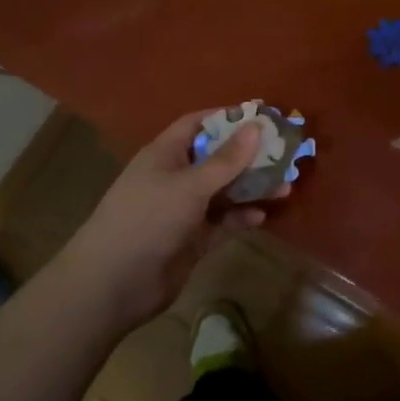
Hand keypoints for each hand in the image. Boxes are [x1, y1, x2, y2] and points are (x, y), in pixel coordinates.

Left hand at [56, 110, 276, 332]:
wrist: (113, 283)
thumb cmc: (148, 219)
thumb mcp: (190, 185)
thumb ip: (226, 160)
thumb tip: (255, 127)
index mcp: (165, 154)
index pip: (198, 124)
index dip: (227, 118)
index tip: (261, 117)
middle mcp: (174, 177)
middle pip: (216, 158)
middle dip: (248, 156)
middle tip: (284, 153)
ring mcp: (183, 210)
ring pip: (223, 192)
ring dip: (251, 188)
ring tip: (286, 186)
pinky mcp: (191, 239)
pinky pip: (221, 222)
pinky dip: (239, 218)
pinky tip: (261, 217)